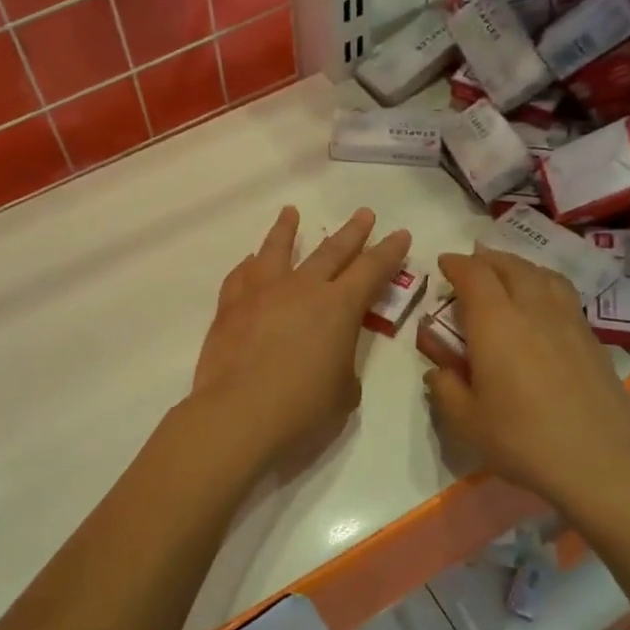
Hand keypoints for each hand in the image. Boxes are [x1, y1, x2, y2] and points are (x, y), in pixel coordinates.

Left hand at [191, 206, 411, 475]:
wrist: (237, 417)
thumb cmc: (302, 411)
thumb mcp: (344, 392)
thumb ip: (342, 364)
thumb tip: (328, 356)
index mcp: (339, 307)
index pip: (372, 269)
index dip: (389, 251)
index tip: (399, 234)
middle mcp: (302, 288)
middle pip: (331, 250)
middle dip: (352, 232)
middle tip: (364, 214)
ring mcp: (262, 293)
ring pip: (277, 250)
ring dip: (286, 229)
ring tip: (290, 212)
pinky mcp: (229, 307)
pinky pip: (241, 276)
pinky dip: (249, 265)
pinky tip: (250, 262)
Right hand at [424, 248, 629, 515]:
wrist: (601, 462)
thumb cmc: (522, 440)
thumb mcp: (465, 421)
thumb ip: (445, 388)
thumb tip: (439, 370)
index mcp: (495, 322)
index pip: (474, 275)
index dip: (456, 264)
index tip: (443, 264)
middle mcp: (532, 309)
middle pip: (509, 266)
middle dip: (486, 259)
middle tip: (472, 264)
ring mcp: (567, 320)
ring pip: (541, 274)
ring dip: (518, 266)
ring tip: (507, 272)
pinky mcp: (591, 338)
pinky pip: (562, 293)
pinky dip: (543, 283)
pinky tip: (541, 302)